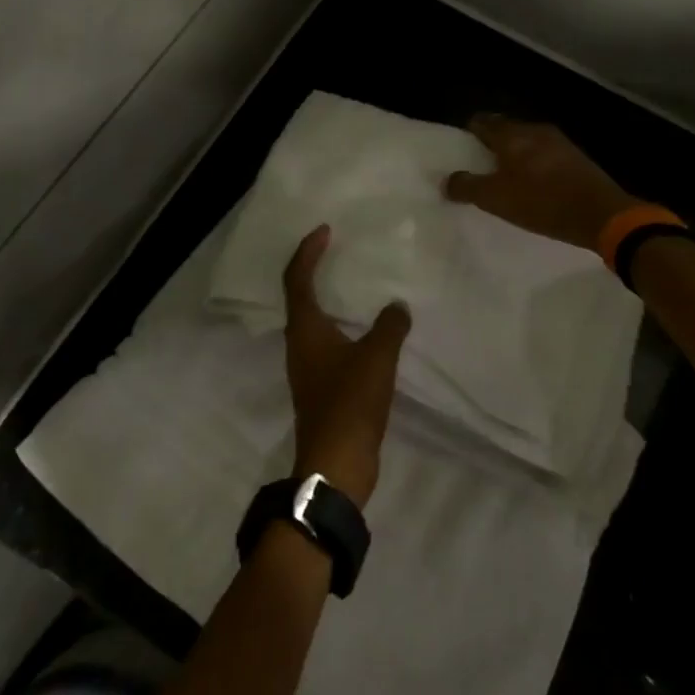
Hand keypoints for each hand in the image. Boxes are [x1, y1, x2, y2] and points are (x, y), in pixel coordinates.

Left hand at [282, 226, 410, 507]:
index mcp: (306, 330)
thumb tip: (397, 306)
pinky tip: (367, 331)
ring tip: (356, 286)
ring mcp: (308, 367)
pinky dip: (342, 327)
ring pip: (314, 322)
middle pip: (300, 297)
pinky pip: (328, 343)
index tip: (324, 231)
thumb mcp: (376, 359)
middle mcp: (300, 344)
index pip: (297, 279)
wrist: (337, 463)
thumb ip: (389, 327)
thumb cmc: (350, 403)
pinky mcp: (321, 387)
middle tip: (339, 252)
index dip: (307, 252)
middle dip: (315, 270)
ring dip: (329, 300)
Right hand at [443, 115, 637, 253]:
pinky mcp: (576, 159)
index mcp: (512, 135)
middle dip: (491, 144)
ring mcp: (559, 143)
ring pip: (527, 142)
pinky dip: (533, 165)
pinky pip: (545, 155)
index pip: (482, 122)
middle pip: (505, 130)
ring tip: (504, 178)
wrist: (601, 214)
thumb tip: (447, 180)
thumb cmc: (542, 202)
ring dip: (514, 156)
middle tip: (479, 166)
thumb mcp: (496, 199)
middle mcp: (535, 130)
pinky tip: (532, 185)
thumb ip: (467, 187)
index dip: (469, 133)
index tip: (461, 149)